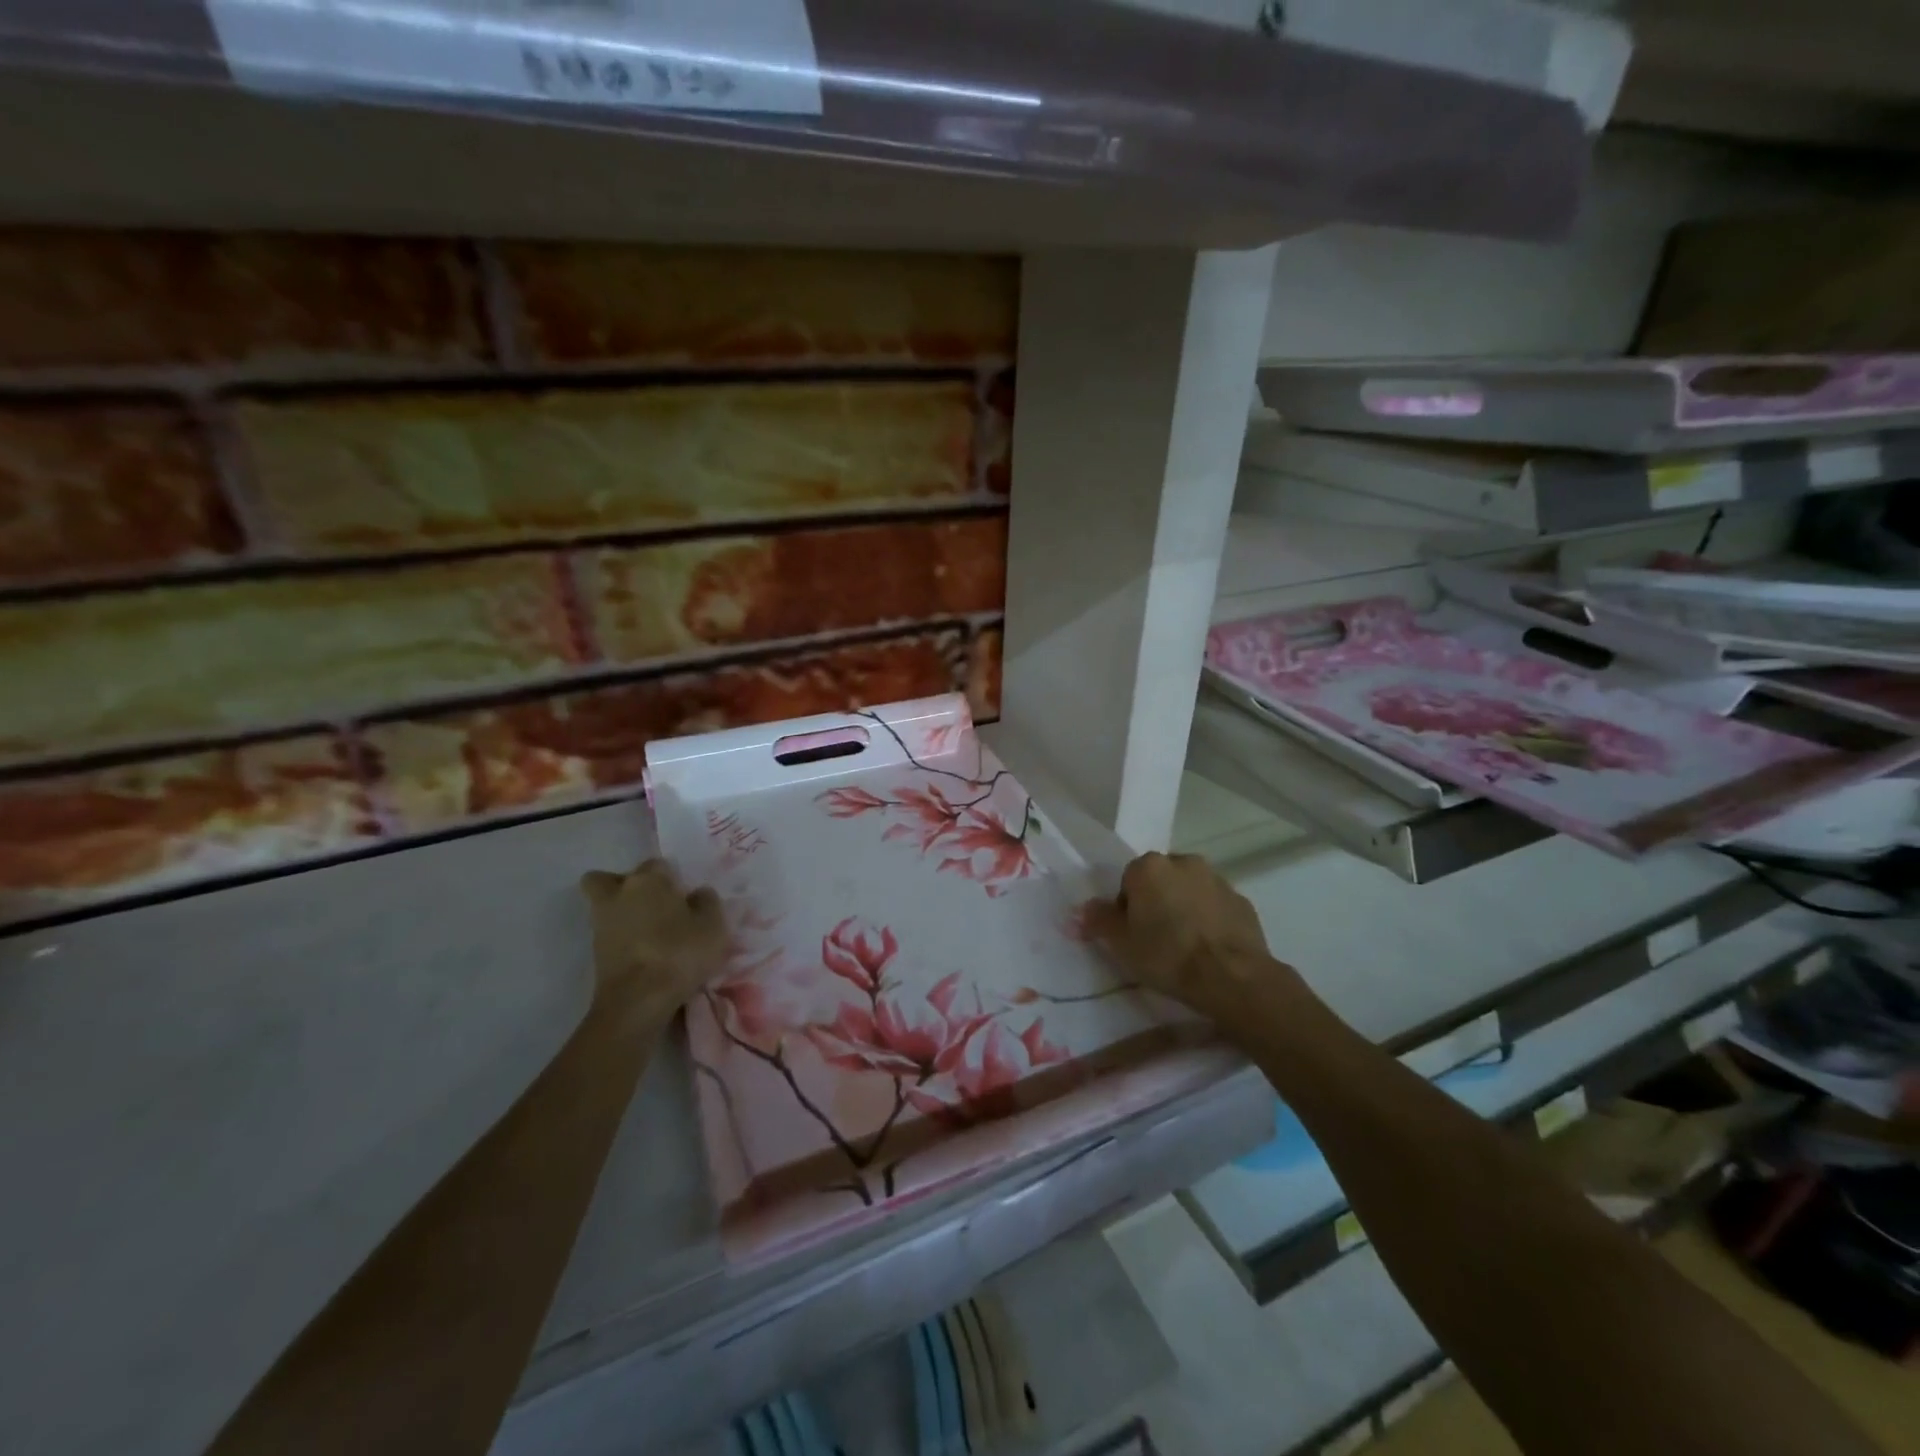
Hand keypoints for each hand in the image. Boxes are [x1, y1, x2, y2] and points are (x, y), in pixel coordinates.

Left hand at [580, 860, 727, 1022]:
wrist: (637, 1000)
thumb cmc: (679, 952)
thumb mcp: (713, 925)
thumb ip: (707, 902)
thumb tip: (697, 894)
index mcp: (648, 879)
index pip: (658, 864)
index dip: (671, 878)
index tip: (684, 896)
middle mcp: (618, 894)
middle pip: (608, 879)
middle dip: (624, 885)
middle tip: (651, 903)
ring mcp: (601, 923)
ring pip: (603, 906)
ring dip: (620, 912)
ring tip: (649, 931)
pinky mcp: (594, 952)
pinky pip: (607, 933)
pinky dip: (620, 938)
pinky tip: (643, 951)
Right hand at [1086, 852, 1311, 1026]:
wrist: (1231, 977)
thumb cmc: (1167, 955)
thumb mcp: (1120, 943)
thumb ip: (1097, 921)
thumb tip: (1078, 911)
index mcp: (1150, 866)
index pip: (1128, 882)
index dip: (1126, 910)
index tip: (1131, 936)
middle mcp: (1184, 862)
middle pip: (1160, 882)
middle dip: (1156, 904)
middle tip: (1154, 941)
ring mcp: (1218, 880)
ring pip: (1189, 892)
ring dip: (1183, 910)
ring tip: (1183, 948)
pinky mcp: (1242, 901)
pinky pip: (1215, 907)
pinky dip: (1209, 921)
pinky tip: (1208, 950)